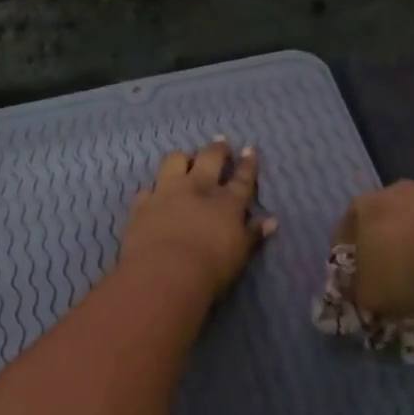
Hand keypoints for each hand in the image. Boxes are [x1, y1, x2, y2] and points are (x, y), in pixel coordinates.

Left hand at [121, 140, 276, 299]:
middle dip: (217, 149)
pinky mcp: (142, 205)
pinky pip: (147, 189)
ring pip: (174, 161)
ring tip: (184, 160)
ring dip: (181, 158)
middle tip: (220, 142)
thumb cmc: (211, 268)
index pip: (242, 178)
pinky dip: (153, 191)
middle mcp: (198, 189)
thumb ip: (253, 234)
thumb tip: (271, 221)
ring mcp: (167, 193)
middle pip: (209, 158)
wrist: (165, 273)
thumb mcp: (240, 254)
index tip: (249, 149)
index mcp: (227, 203)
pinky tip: (153, 194)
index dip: (247, 163)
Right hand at [332, 181, 413, 319]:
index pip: (344, 231)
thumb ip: (359, 291)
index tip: (354, 277)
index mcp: (362, 207)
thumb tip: (361, 292)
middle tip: (388, 272)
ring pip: (413, 220)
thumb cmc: (404, 272)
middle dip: (382, 244)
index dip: (347, 257)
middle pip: (380, 220)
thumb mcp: (369, 295)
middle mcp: (392, 191)